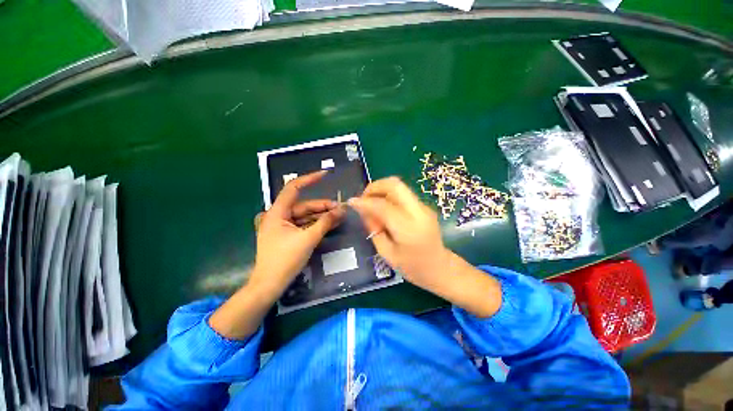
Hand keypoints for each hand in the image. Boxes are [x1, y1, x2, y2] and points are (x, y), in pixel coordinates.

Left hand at [250, 170, 345, 299]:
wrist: (269, 285)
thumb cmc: (285, 260)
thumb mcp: (308, 239)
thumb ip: (325, 222)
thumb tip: (341, 210)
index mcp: (277, 212)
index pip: (293, 188)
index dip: (309, 179)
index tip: (325, 174)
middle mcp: (278, 215)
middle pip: (303, 205)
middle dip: (323, 206)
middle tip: (341, 209)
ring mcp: (282, 226)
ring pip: (305, 216)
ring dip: (321, 216)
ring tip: (339, 216)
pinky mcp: (286, 234)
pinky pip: (303, 224)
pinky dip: (316, 224)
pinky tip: (330, 224)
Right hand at [348, 177, 501, 317]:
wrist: (441, 268)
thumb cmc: (413, 268)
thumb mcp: (386, 253)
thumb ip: (374, 229)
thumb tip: (364, 210)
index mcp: (408, 229)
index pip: (383, 206)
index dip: (365, 202)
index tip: (352, 202)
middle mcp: (418, 212)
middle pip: (394, 185)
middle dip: (374, 186)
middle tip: (364, 198)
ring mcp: (423, 207)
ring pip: (399, 186)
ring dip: (381, 190)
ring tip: (371, 203)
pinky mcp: (424, 206)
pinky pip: (403, 194)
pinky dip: (389, 195)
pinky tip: (383, 208)